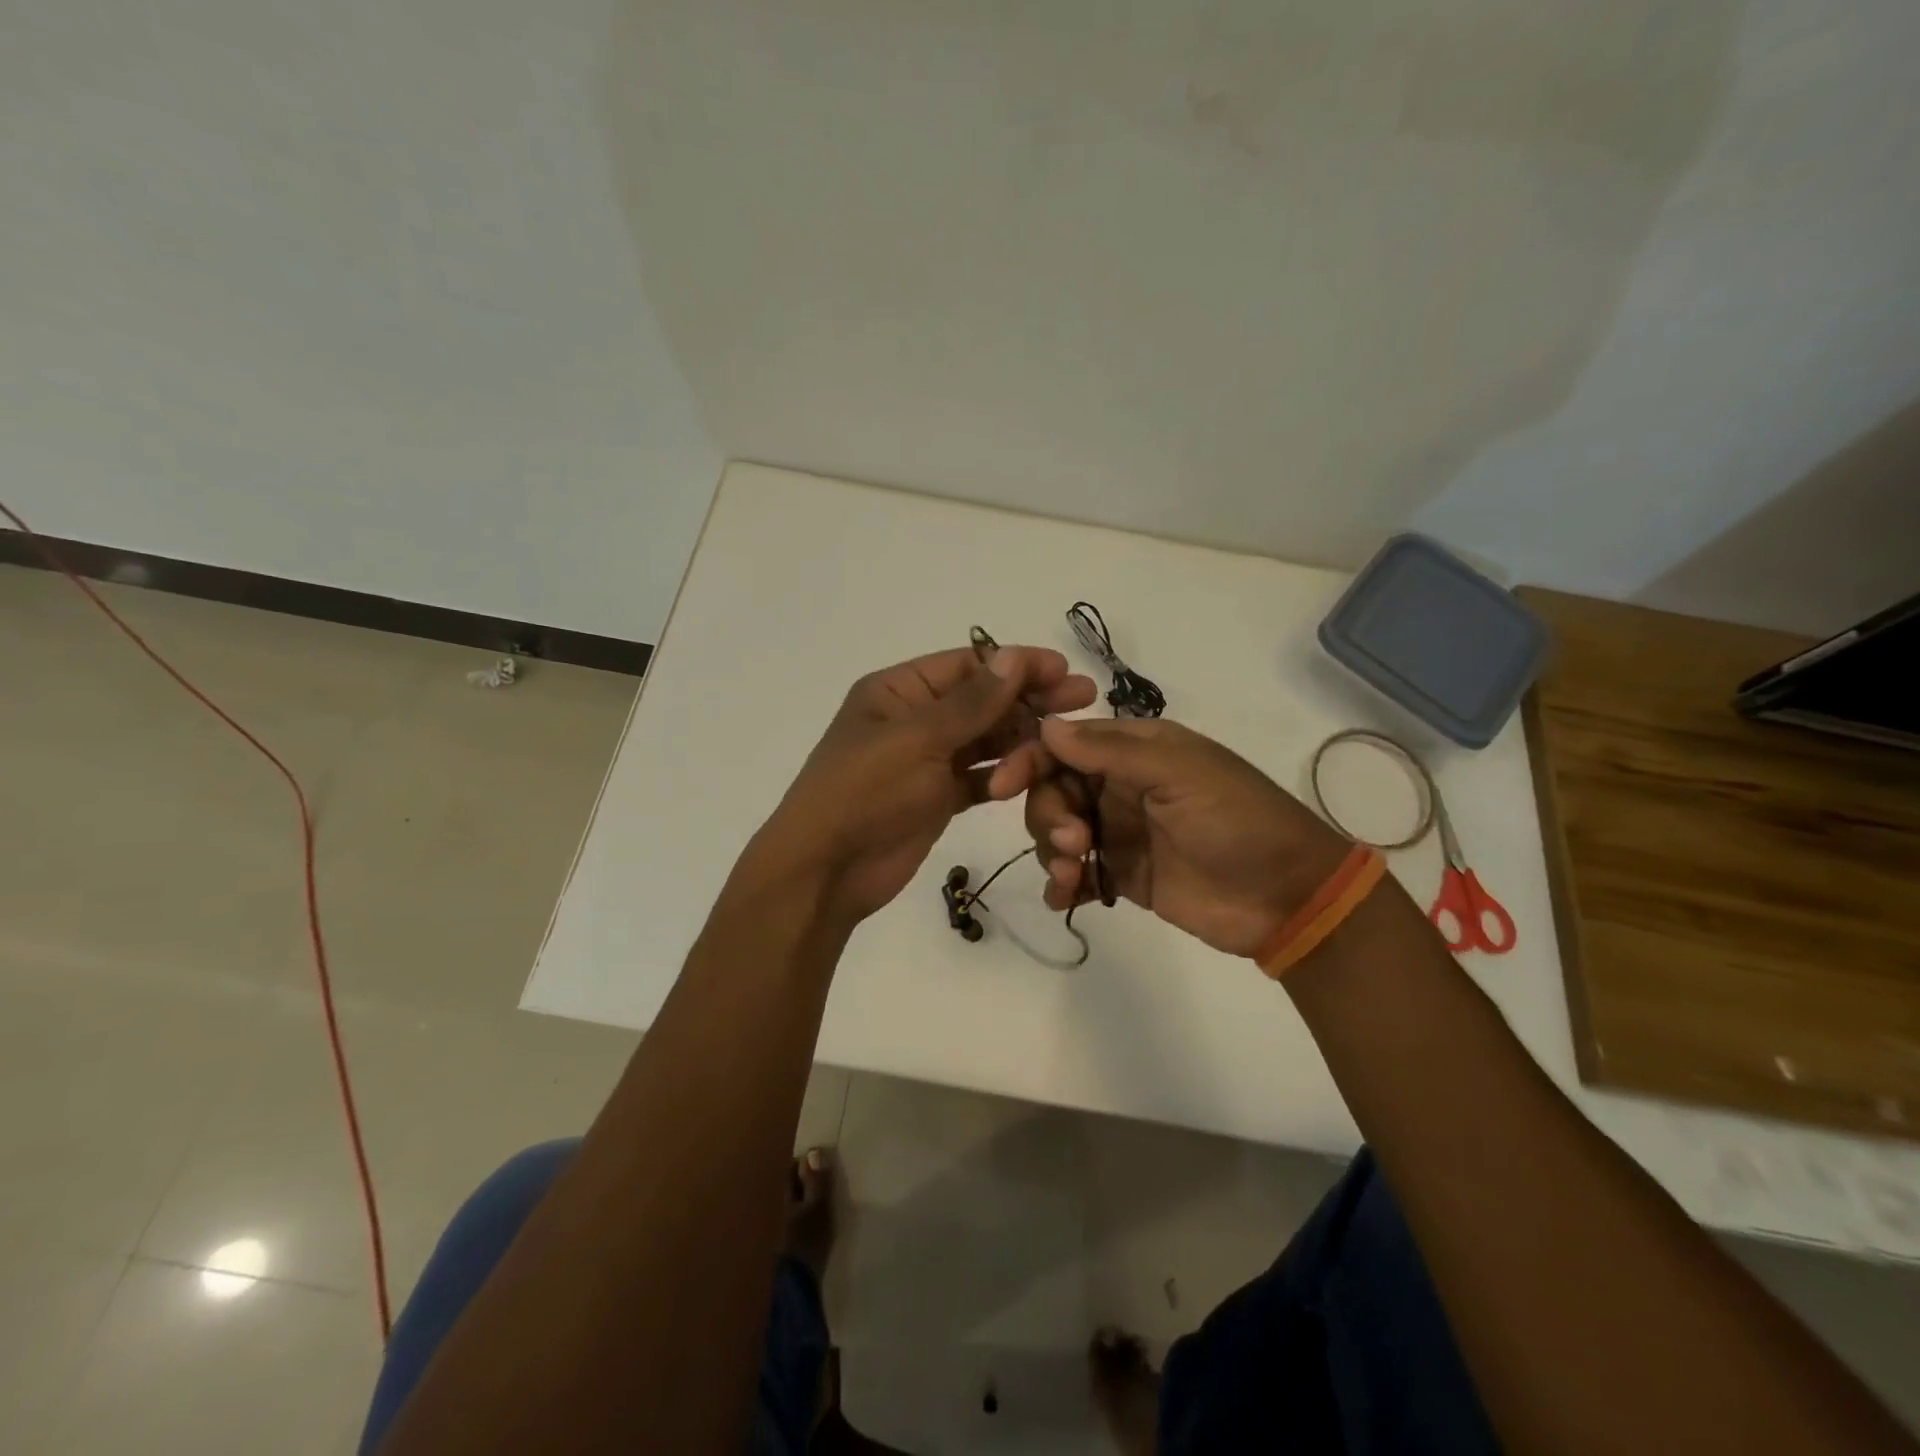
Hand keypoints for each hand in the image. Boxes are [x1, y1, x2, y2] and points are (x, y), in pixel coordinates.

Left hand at [758, 645, 1096, 923]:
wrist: (826, 871)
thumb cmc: (865, 792)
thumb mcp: (918, 739)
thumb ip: (972, 702)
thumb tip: (1014, 656)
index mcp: (899, 691)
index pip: (968, 665)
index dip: (1016, 664)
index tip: (1064, 669)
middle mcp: (915, 719)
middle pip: (983, 701)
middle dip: (1031, 700)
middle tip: (1086, 699)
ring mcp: (926, 760)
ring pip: (985, 740)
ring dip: (1023, 739)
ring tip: (1068, 742)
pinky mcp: (937, 798)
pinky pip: (980, 778)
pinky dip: (1005, 775)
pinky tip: (1038, 774)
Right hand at [1023, 717, 1352, 957]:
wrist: (1287, 897)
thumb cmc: (1237, 820)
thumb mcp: (1180, 773)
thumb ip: (1111, 752)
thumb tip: (1047, 727)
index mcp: (1136, 750)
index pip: (1066, 744)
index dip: (1030, 759)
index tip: (1000, 786)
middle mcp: (1121, 786)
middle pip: (1054, 789)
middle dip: (1048, 814)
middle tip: (1072, 841)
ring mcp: (1120, 832)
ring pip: (1058, 831)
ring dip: (1052, 850)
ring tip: (1073, 875)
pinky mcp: (1123, 875)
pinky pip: (1077, 873)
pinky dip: (1062, 884)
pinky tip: (1065, 897)